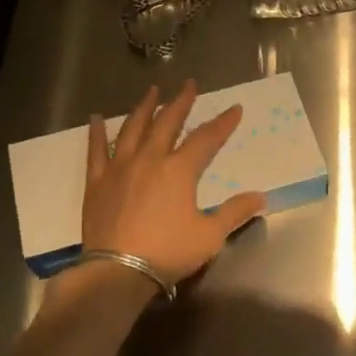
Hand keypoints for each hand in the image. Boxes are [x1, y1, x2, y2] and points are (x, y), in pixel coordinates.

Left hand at [80, 79, 265, 287]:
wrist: (118, 270)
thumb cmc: (168, 252)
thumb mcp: (210, 235)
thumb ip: (234, 212)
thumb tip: (260, 197)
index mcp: (179, 170)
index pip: (206, 139)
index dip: (223, 123)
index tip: (234, 109)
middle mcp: (149, 159)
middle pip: (167, 123)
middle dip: (181, 102)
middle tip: (189, 85)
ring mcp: (119, 167)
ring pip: (132, 128)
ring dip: (144, 108)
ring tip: (151, 91)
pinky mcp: (97, 182)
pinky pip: (95, 150)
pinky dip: (96, 132)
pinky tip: (95, 119)